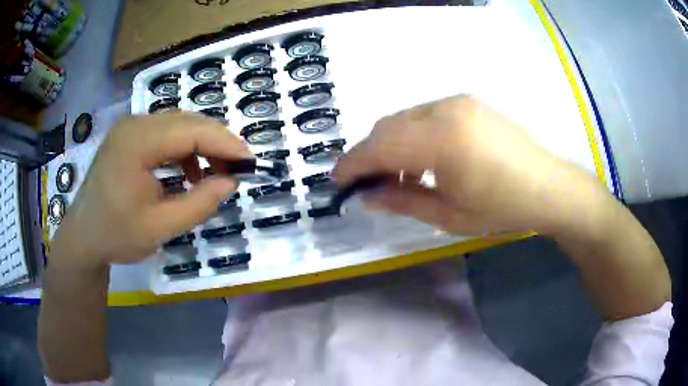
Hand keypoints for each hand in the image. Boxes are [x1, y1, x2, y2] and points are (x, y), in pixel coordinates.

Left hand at [52, 112, 251, 267]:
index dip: (225, 143)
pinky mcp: (130, 135)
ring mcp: (131, 127)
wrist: (84, 236)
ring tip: (215, 174)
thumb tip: (231, 181)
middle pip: (188, 122)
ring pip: (179, 125)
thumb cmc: (116, 235)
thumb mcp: (160, 228)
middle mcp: (135, 124)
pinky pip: (166, 133)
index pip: (192, 131)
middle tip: (237, 169)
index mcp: (137, 143)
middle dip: (217, 143)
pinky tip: (188, 172)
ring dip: (202, 146)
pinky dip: (184, 149)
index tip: (250, 162)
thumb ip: (199, 204)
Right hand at [334, 95, 607, 235]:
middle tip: (368, 183)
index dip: (352, 164)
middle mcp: (445, 109)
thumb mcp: (449, 215)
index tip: (337, 181)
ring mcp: (459, 101)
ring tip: (400, 175)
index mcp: (442, 140)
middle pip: (387, 125)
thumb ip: (402, 201)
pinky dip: (414, 134)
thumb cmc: (503, 209)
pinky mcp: (469, 102)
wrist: (550, 187)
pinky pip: (426, 114)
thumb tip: (366, 196)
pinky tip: (425, 159)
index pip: (379, 146)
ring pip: (405, 117)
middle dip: (370, 153)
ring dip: (392, 143)